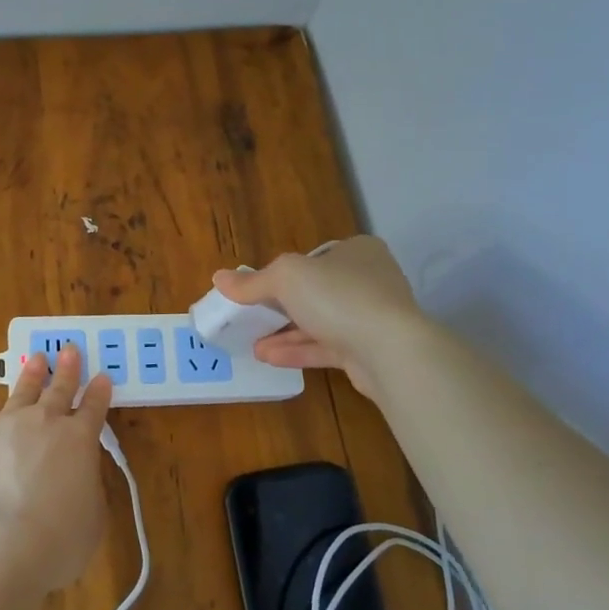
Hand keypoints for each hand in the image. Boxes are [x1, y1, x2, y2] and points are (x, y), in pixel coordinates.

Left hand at [0, 344, 114, 592]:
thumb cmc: (55, 541)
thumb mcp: (92, 520)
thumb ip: (88, 490)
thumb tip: (78, 478)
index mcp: (80, 440)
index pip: (94, 408)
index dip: (99, 393)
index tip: (102, 377)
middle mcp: (44, 423)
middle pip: (59, 389)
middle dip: (67, 369)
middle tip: (70, 349)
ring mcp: (5, 424)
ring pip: (22, 390)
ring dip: (31, 374)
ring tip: (36, 358)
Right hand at [210, 236, 422, 400]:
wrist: (390, 350)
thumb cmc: (338, 296)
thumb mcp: (286, 278)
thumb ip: (252, 282)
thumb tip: (218, 278)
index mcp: (357, 251)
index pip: (315, 257)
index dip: (286, 272)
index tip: (260, 289)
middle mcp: (370, 280)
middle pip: (317, 291)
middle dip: (282, 307)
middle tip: (252, 318)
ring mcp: (372, 317)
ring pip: (321, 322)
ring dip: (285, 333)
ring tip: (253, 344)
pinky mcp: (370, 350)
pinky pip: (327, 347)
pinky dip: (298, 351)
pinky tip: (268, 357)